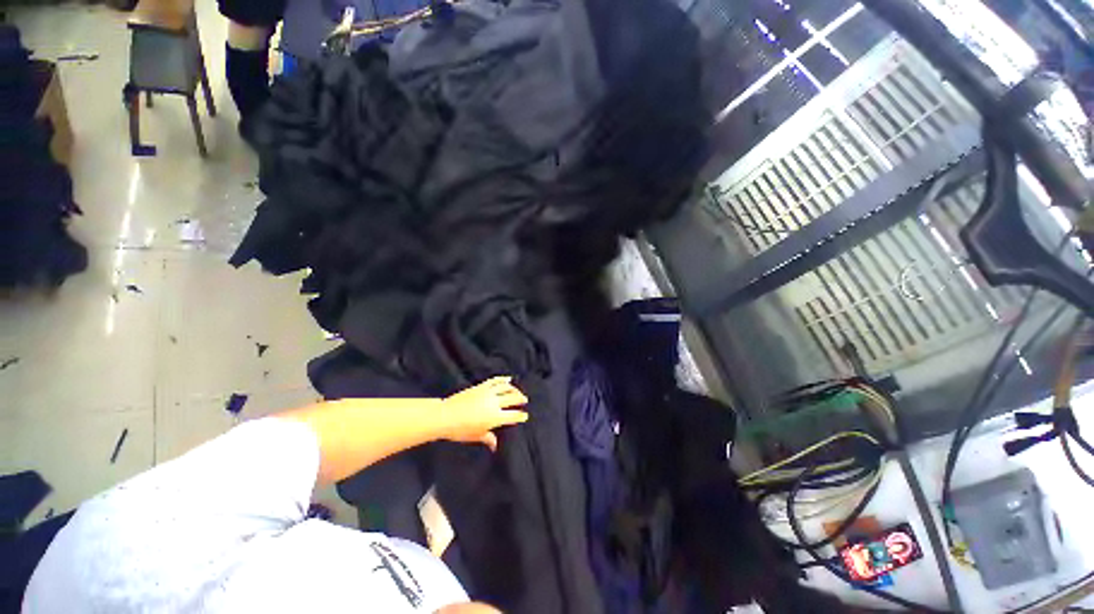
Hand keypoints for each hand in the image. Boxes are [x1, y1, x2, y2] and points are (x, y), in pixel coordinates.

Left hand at [440, 377, 528, 451]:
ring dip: (514, 389)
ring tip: (518, 391)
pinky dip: (503, 379)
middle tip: (525, 400)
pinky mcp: (481, 386)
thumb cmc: (460, 430)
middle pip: (513, 398)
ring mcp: (488, 393)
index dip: (521, 416)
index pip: (513, 416)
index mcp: (495, 417)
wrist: (445, 415)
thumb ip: (488, 438)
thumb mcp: (476, 436)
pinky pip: (495, 381)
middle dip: (520, 399)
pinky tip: (508, 379)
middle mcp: (494, 403)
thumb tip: (495, 446)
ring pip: (506, 387)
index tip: (525, 416)